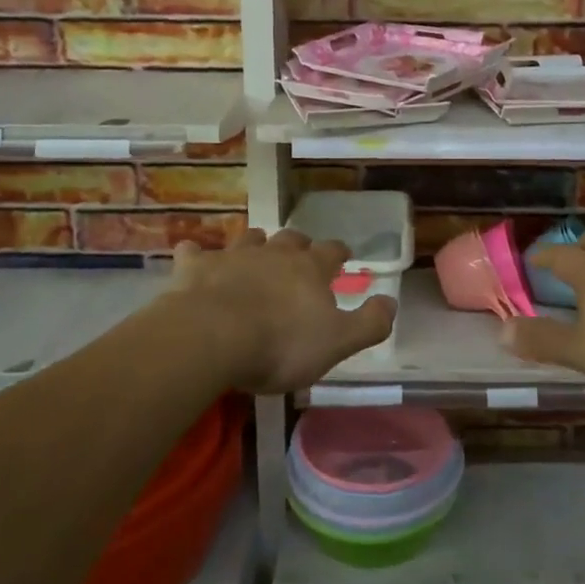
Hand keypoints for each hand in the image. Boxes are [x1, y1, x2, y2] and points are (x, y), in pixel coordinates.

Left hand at [165, 228, 395, 394]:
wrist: (212, 337)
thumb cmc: (280, 344)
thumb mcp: (337, 343)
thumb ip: (369, 323)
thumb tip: (392, 302)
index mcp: (310, 269)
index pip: (331, 251)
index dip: (338, 252)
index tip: (342, 255)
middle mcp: (275, 253)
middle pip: (291, 239)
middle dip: (297, 244)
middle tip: (298, 255)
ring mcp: (234, 256)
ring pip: (249, 239)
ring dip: (255, 243)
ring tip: (255, 251)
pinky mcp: (197, 268)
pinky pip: (195, 253)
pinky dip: (197, 255)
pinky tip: (193, 256)